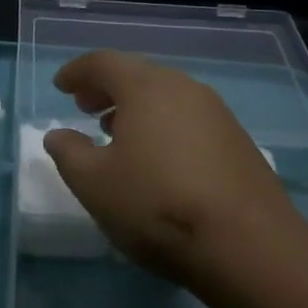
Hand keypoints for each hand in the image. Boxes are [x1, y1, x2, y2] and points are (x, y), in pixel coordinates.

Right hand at [43, 51, 303, 287]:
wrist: (249, 245)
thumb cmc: (157, 204)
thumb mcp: (94, 183)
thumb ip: (69, 152)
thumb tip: (58, 135)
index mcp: (145, 87)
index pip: (103, 62)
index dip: (77, 71)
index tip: (60, 86)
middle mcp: (183, 88)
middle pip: (137, 75)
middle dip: (106, 88)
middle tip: (84, 107)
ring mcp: (217, 113)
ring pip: (165, 97)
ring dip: (135, 108)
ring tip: (116, 132)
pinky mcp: (238, 141)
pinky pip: (188, 118)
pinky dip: (163, 125)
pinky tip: (157, 158)